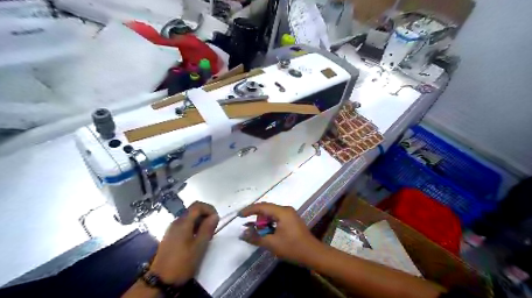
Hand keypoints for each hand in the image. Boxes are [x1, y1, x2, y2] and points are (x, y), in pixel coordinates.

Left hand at [149, 201, 218, 285]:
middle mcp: (176, 222)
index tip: (216, 219)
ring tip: (206, 236)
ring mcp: (172, 229)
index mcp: (183, 222)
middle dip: (205, 216)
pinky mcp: (170, 237)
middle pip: (193, 210)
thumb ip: (207, 229)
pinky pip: (184, 226)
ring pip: (189, 218)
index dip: (209, 208)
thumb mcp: (199, 246)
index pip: (197, 205)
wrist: (160, 281)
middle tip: (213, 229)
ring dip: (200, 222)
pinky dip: (194, 228)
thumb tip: (215, 216)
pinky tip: (196, 240)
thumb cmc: (182, 263)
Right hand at [238, 202, 321, 264]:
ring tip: (256, 231)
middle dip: (256, 216)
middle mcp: (286, 209)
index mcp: (282, 212)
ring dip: (262, 221)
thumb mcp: (272, 244)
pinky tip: (265, 231)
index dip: (249, 210)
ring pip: (271, 213)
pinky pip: (276, 217)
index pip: (262, 207)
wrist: (313, 254)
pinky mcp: (291, 220)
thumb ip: (256, 237)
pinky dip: (269, 223)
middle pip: (266, 208)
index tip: (239, 215)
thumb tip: (242, 233)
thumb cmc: (293, 248)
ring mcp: (289, 214)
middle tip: (246, 224)